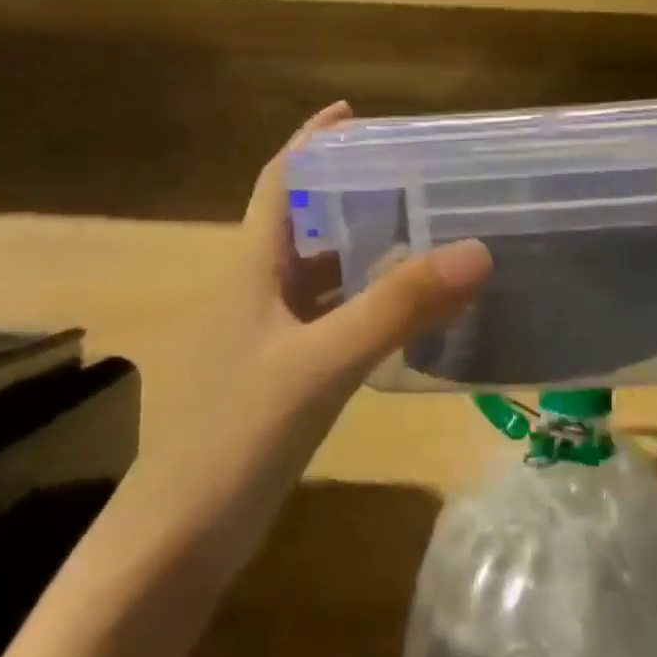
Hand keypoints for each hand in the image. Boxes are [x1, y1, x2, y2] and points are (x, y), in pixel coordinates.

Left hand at [121, 103, 491, 554]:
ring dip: (364, 252)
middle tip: (415, 178)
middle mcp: (257, 296)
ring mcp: (269, 342)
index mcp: (251, 273)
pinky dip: (369, 307)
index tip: (352, 114)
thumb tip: (477, 251)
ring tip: (425, 234)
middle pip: (304, 225)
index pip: (278, 184)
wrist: (179, 542)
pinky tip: (408, 316)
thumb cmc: (236, 437)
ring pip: (321, 278)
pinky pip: (334, 323)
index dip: (310, 143)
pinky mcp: (284, 381)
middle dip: (351, 194)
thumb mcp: (321, 364)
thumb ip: (397, 308)